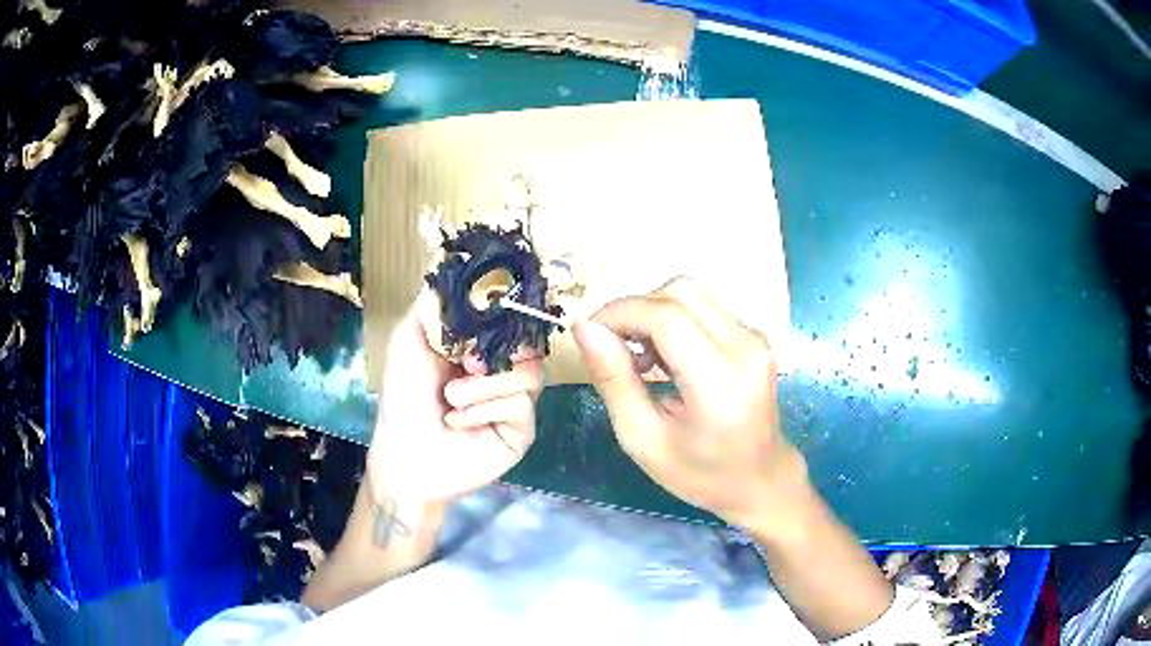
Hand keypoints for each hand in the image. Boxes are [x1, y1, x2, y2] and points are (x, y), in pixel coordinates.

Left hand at [367, 290, 541, 504]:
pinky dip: (484, 410)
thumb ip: (432, 303)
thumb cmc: (403, 398)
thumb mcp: (409, 340)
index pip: (512, 320)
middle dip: (498, 351)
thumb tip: (447, 254)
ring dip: (483, 387)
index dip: (507, 313)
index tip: (493, 309)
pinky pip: (521, 407)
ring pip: (530, 375)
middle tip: (466, 362)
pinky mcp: (521, 431)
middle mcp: (503, 371)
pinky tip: (458, 421)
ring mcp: (515, 402)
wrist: (404, 455)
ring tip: (451, 399)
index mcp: (481, 348)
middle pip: (531, 344)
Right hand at [572, 277, 803, 528]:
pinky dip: (673, 322)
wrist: (759, 479)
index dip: (620, 313)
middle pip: (679, 292)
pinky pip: (703, 308)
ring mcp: (755, 338)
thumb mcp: (642, 439)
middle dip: (635, 310)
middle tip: (613, 349)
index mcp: (720, 383)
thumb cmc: (699, 473)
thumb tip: (585, 328)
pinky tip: (666, 360)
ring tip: (642, 360)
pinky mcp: (753, 336)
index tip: (589, 334)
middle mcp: (745, 348)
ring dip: (653, 314)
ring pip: (690, 294)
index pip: (666, 317)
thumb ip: (613, 380)